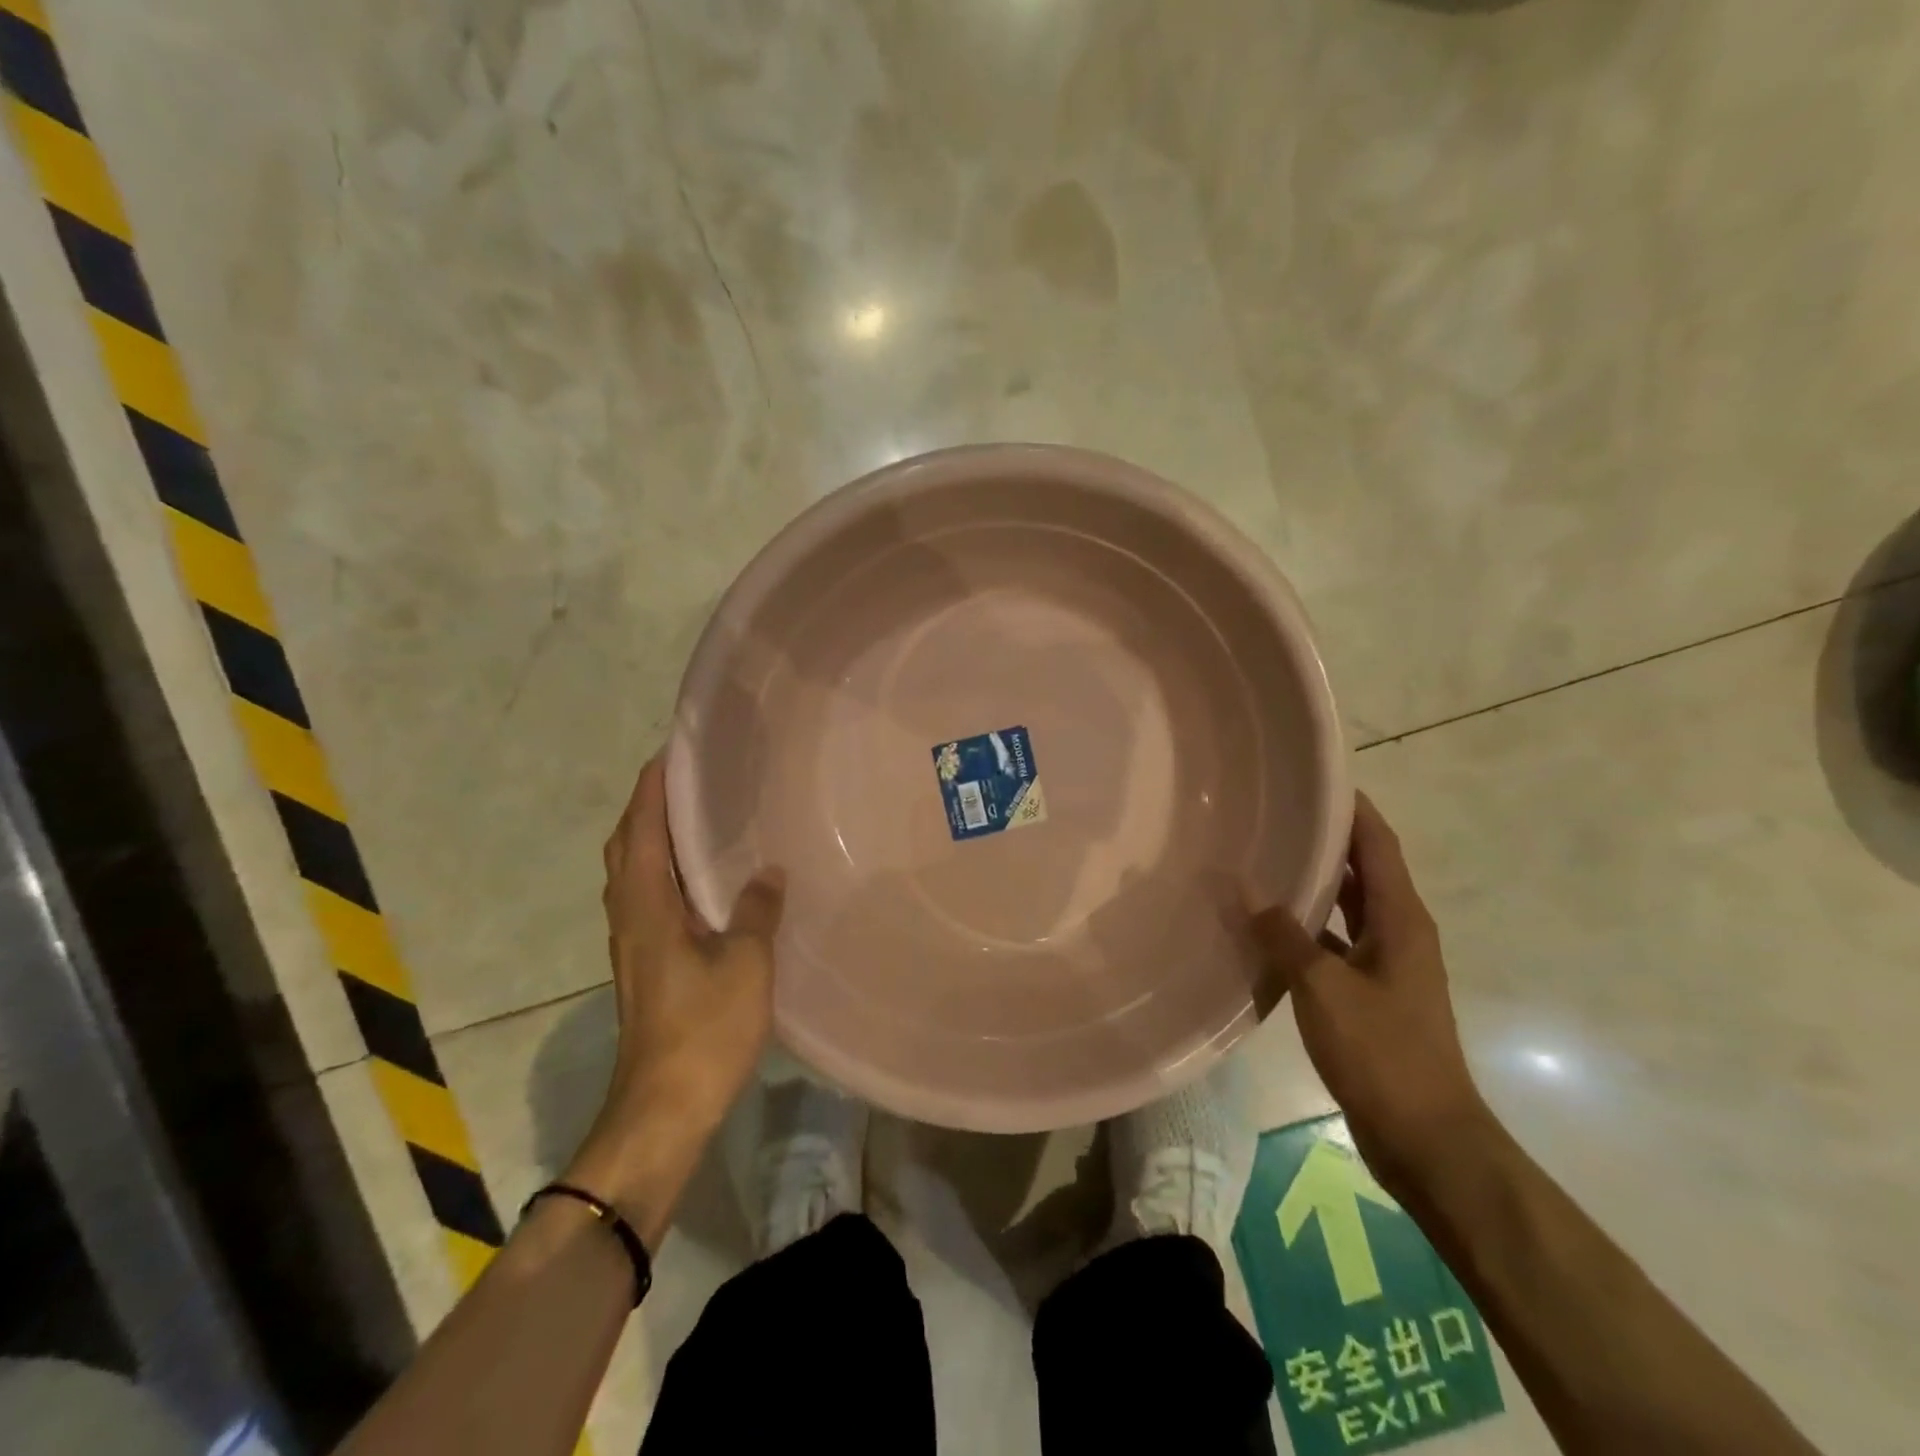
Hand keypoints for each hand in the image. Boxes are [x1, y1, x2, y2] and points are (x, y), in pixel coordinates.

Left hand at [563, 758, 784, 1243]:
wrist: (662, 1108)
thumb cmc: (703, 1030)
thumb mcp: (745, 964)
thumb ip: (756, 910)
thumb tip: (769, 871)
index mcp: (646, 906)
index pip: (641, 830)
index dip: (652, 788)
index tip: (671, 751)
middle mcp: (629, 917)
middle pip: (625, 846)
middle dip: (646, 806)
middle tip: (685, 779)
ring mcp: (633, 944)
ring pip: (631, 874)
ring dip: (651, 838)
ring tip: (693, 817)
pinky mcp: (645, 965)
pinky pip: (646, 898)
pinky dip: (662, 871)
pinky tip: (698, 880)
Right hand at [1251, 793, 1487, 1190]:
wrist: (1426, 1139)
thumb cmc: (1383, 1053)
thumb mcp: (1324, 988)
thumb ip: (1282, 934)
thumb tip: (1241, 884)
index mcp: (1402, 920)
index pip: (1379, 845)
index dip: (1354, 809)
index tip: (1316, 778)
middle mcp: (1399, 933)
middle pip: (1365, 871)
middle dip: (1327, 840)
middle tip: (1275, 813)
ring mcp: (1386, 967)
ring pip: (1348, 909)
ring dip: (1314, 885)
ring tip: (1264, 858)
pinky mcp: (1370, 996)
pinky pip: (1334, 946)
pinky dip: (1305, 930)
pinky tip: (1266, 928)